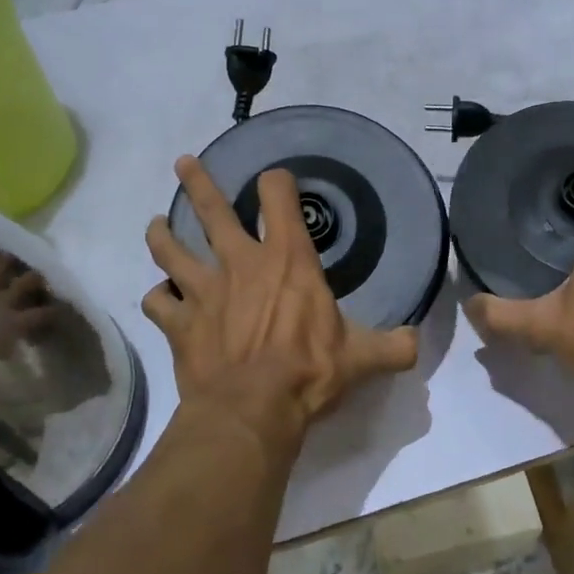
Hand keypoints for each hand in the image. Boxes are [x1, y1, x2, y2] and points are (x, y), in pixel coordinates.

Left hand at [143, 156, 419, 456]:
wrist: (251, 410)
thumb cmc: (308, 373)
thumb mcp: (361, 358)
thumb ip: (393, 346)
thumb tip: (417, 342)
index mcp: (286, 260)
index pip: (279, 197)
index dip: (278, 183)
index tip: (276, 181)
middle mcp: (240, 263)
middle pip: (211, 210)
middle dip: (198, 183)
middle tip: (183, 163)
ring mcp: (203, 291)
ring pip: (170, 249)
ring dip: (162, 235)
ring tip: (156, 226)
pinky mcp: (178, 323)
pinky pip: (157, 303)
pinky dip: (157, 300)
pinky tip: (160, 301)